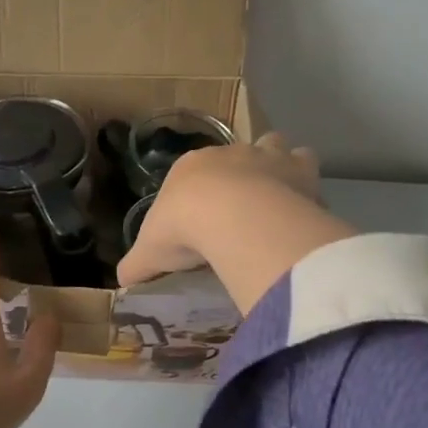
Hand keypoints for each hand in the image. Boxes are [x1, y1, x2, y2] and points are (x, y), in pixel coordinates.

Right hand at [117, 132, 323, 286]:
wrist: (229, 217)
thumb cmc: (182, 229)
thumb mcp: (149, 254)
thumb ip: (137, 265)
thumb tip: (122, 282)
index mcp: (188, 167)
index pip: (192, 173)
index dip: (198, 194)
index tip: (202, 220)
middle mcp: (227, 153)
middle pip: (234, 156)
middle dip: (239, 176)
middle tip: (242, 213)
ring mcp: (264, 155)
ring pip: (273, 144)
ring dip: (275, 164)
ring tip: (276, 198)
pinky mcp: (297, 168)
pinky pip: (304, 162)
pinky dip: (304, 180)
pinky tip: (302, 205)